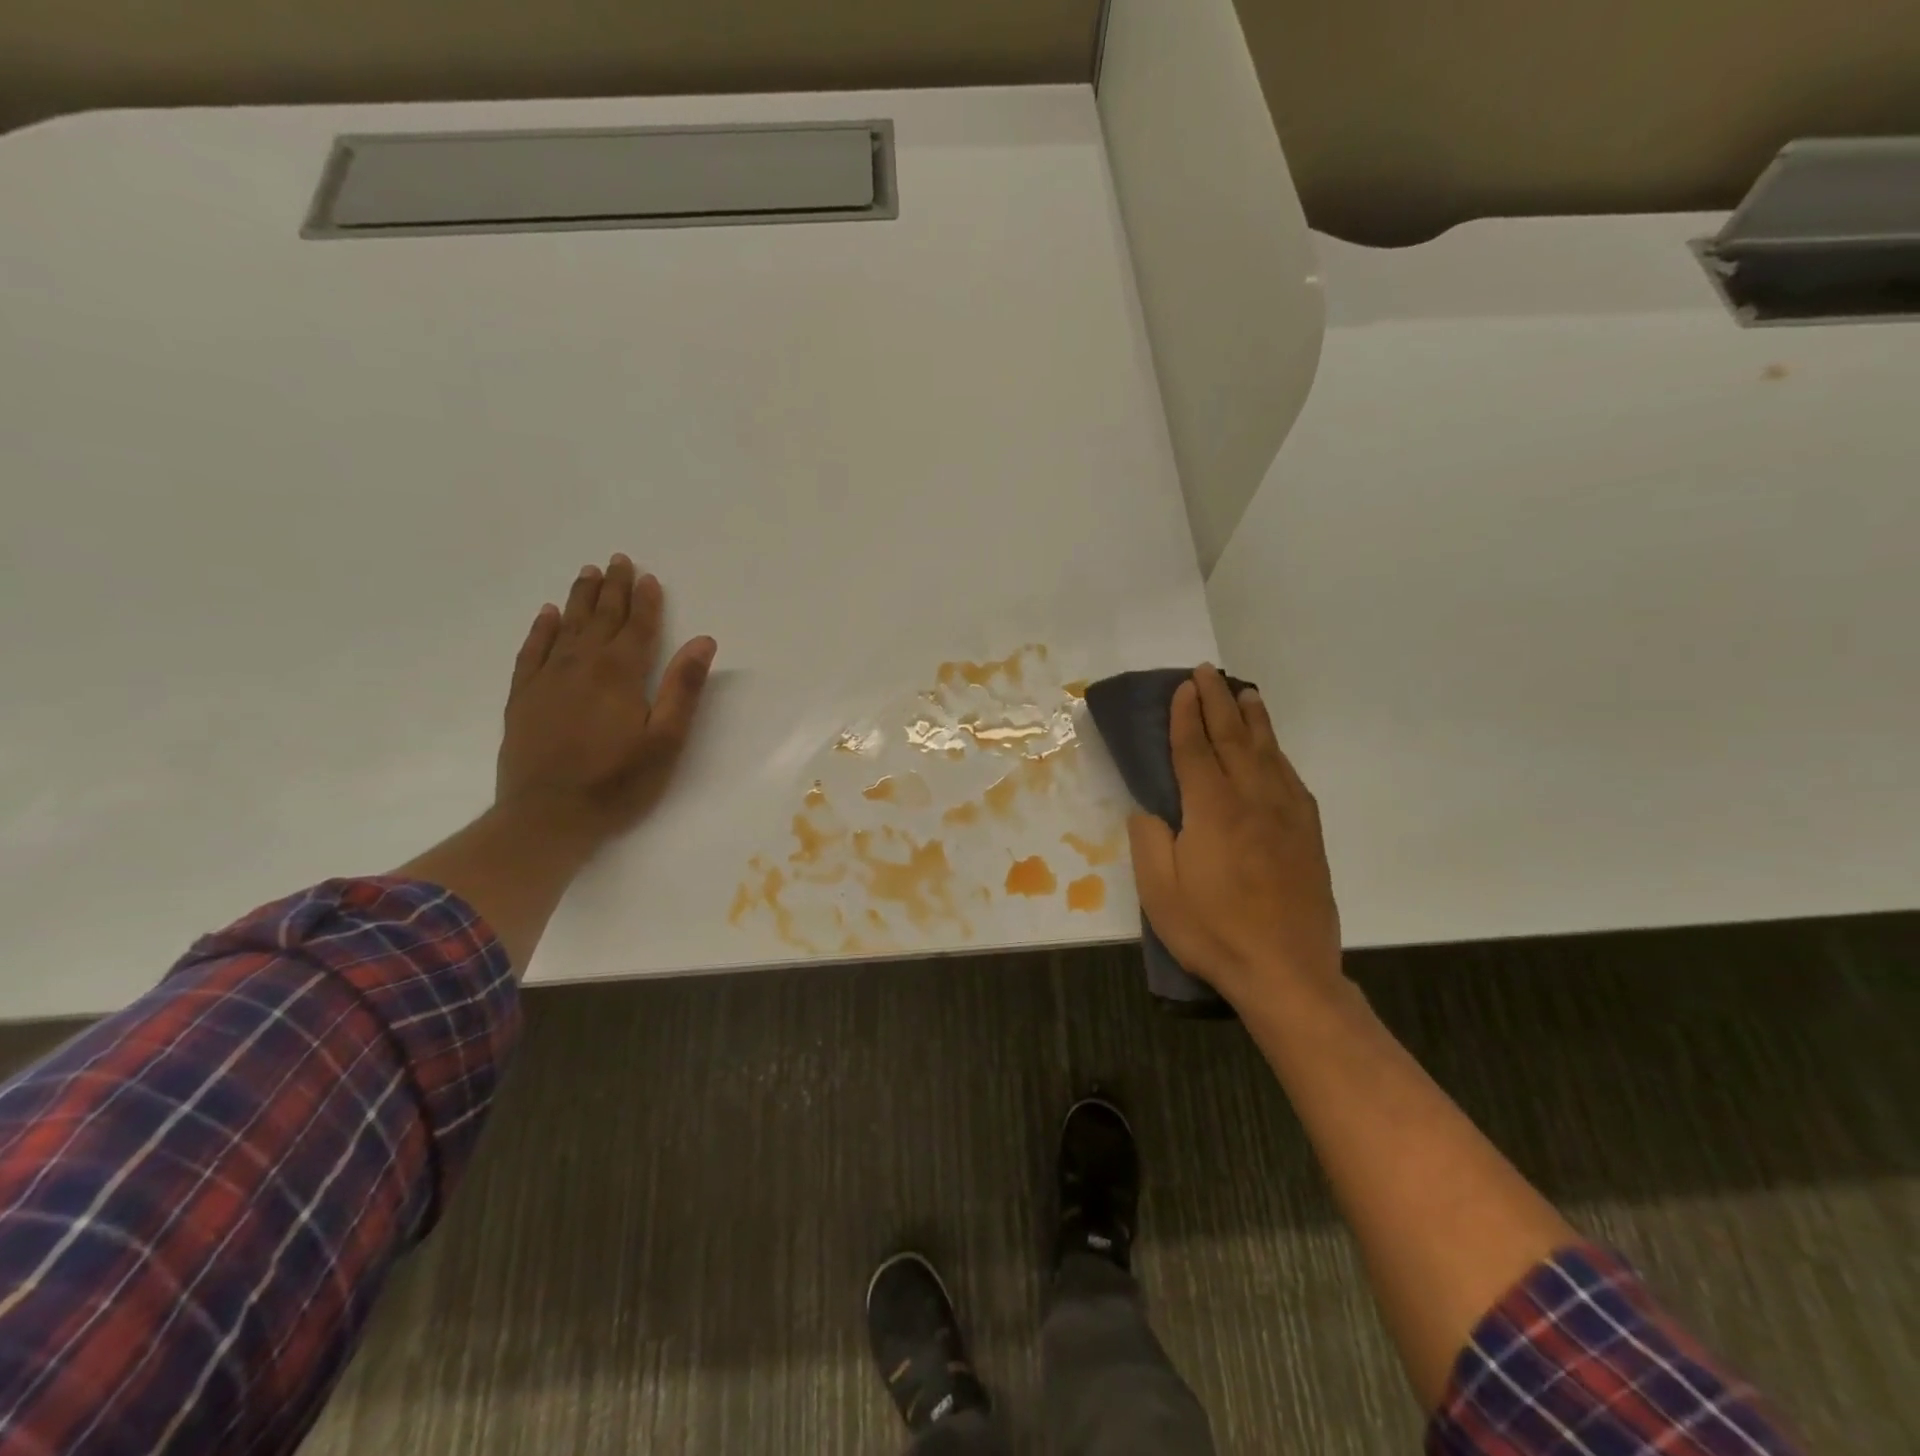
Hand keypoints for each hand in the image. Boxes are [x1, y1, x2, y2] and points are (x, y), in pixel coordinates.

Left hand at [496, 554, 716, 846]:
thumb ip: (683, 688)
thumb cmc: (617, 783)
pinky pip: (532, 651)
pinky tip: (547, 614)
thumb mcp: (665, 741)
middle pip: (601, 618)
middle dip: (613, 589)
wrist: (546, 817)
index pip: (637, 628)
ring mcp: (547, 679)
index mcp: (620, 675)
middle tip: (618, 560)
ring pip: (566, 627)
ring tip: (588, 573)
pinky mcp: (523, 697)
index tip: (648, 577)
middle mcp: (582, 666)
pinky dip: (541, 629)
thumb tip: (703, 641)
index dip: (645, 602)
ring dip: (580, 599)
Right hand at [1126, 665, 1342, 1014]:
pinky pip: (1290, 779)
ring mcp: (1286, 816)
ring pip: (1268, 753)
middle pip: (1233, 739)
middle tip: (1208, 672)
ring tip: (1245, 692)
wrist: (1288, 973)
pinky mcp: (1307, 835)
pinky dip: (1277, 754)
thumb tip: (1148, 809)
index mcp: (1213, 812)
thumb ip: (1149, 842)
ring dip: (1253, 719)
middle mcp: (1253, 801)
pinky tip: (1273, 749)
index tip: (1183, 687)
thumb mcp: (1159, 893)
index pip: (1195, 750)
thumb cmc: (1213, 933)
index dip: (1186, 716)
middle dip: (1218, 702)